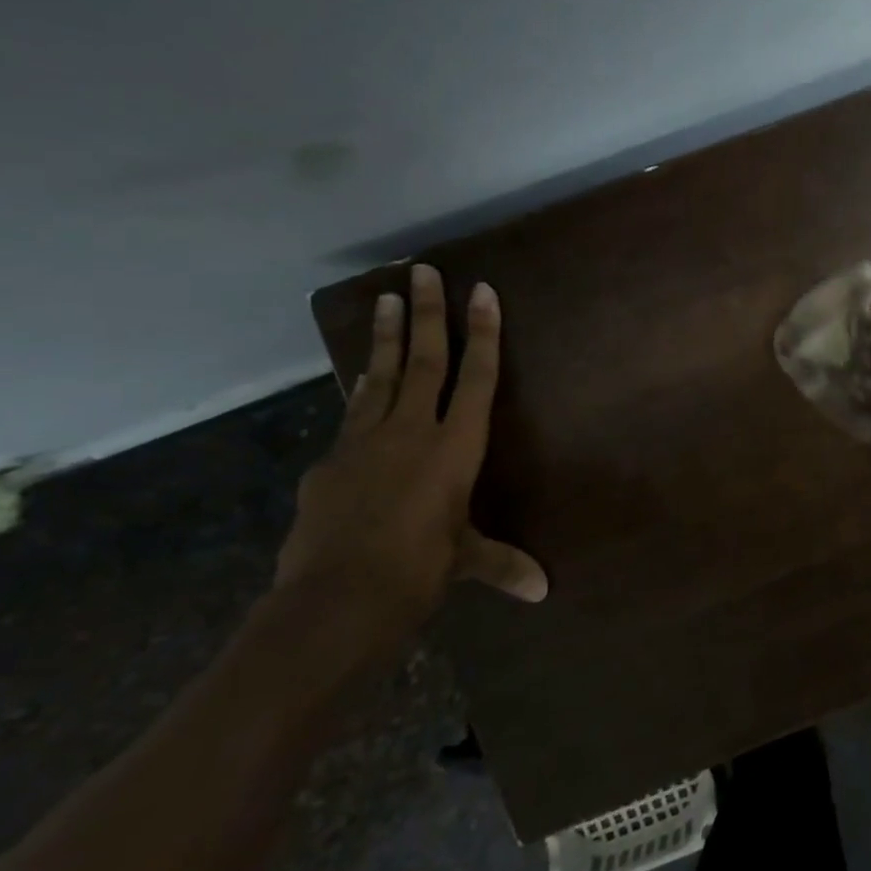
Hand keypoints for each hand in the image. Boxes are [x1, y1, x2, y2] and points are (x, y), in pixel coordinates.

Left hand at [275, 264, 547, 645]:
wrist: (333, 600)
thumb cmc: (418, 572)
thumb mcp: (464, 562)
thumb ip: (501, 564)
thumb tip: (541, 590)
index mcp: (455, 447)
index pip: (477, 377)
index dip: (482, 333)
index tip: (481, 291)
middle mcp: (411, 432)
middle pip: (423, 360)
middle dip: (426, 313)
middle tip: (423, 270)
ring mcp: (363, 442)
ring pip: (379, 377)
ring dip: (384, 337)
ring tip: (384, 298)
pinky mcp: (329, 462)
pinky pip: (352, 417)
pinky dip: (361, 394)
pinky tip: (362, 386)